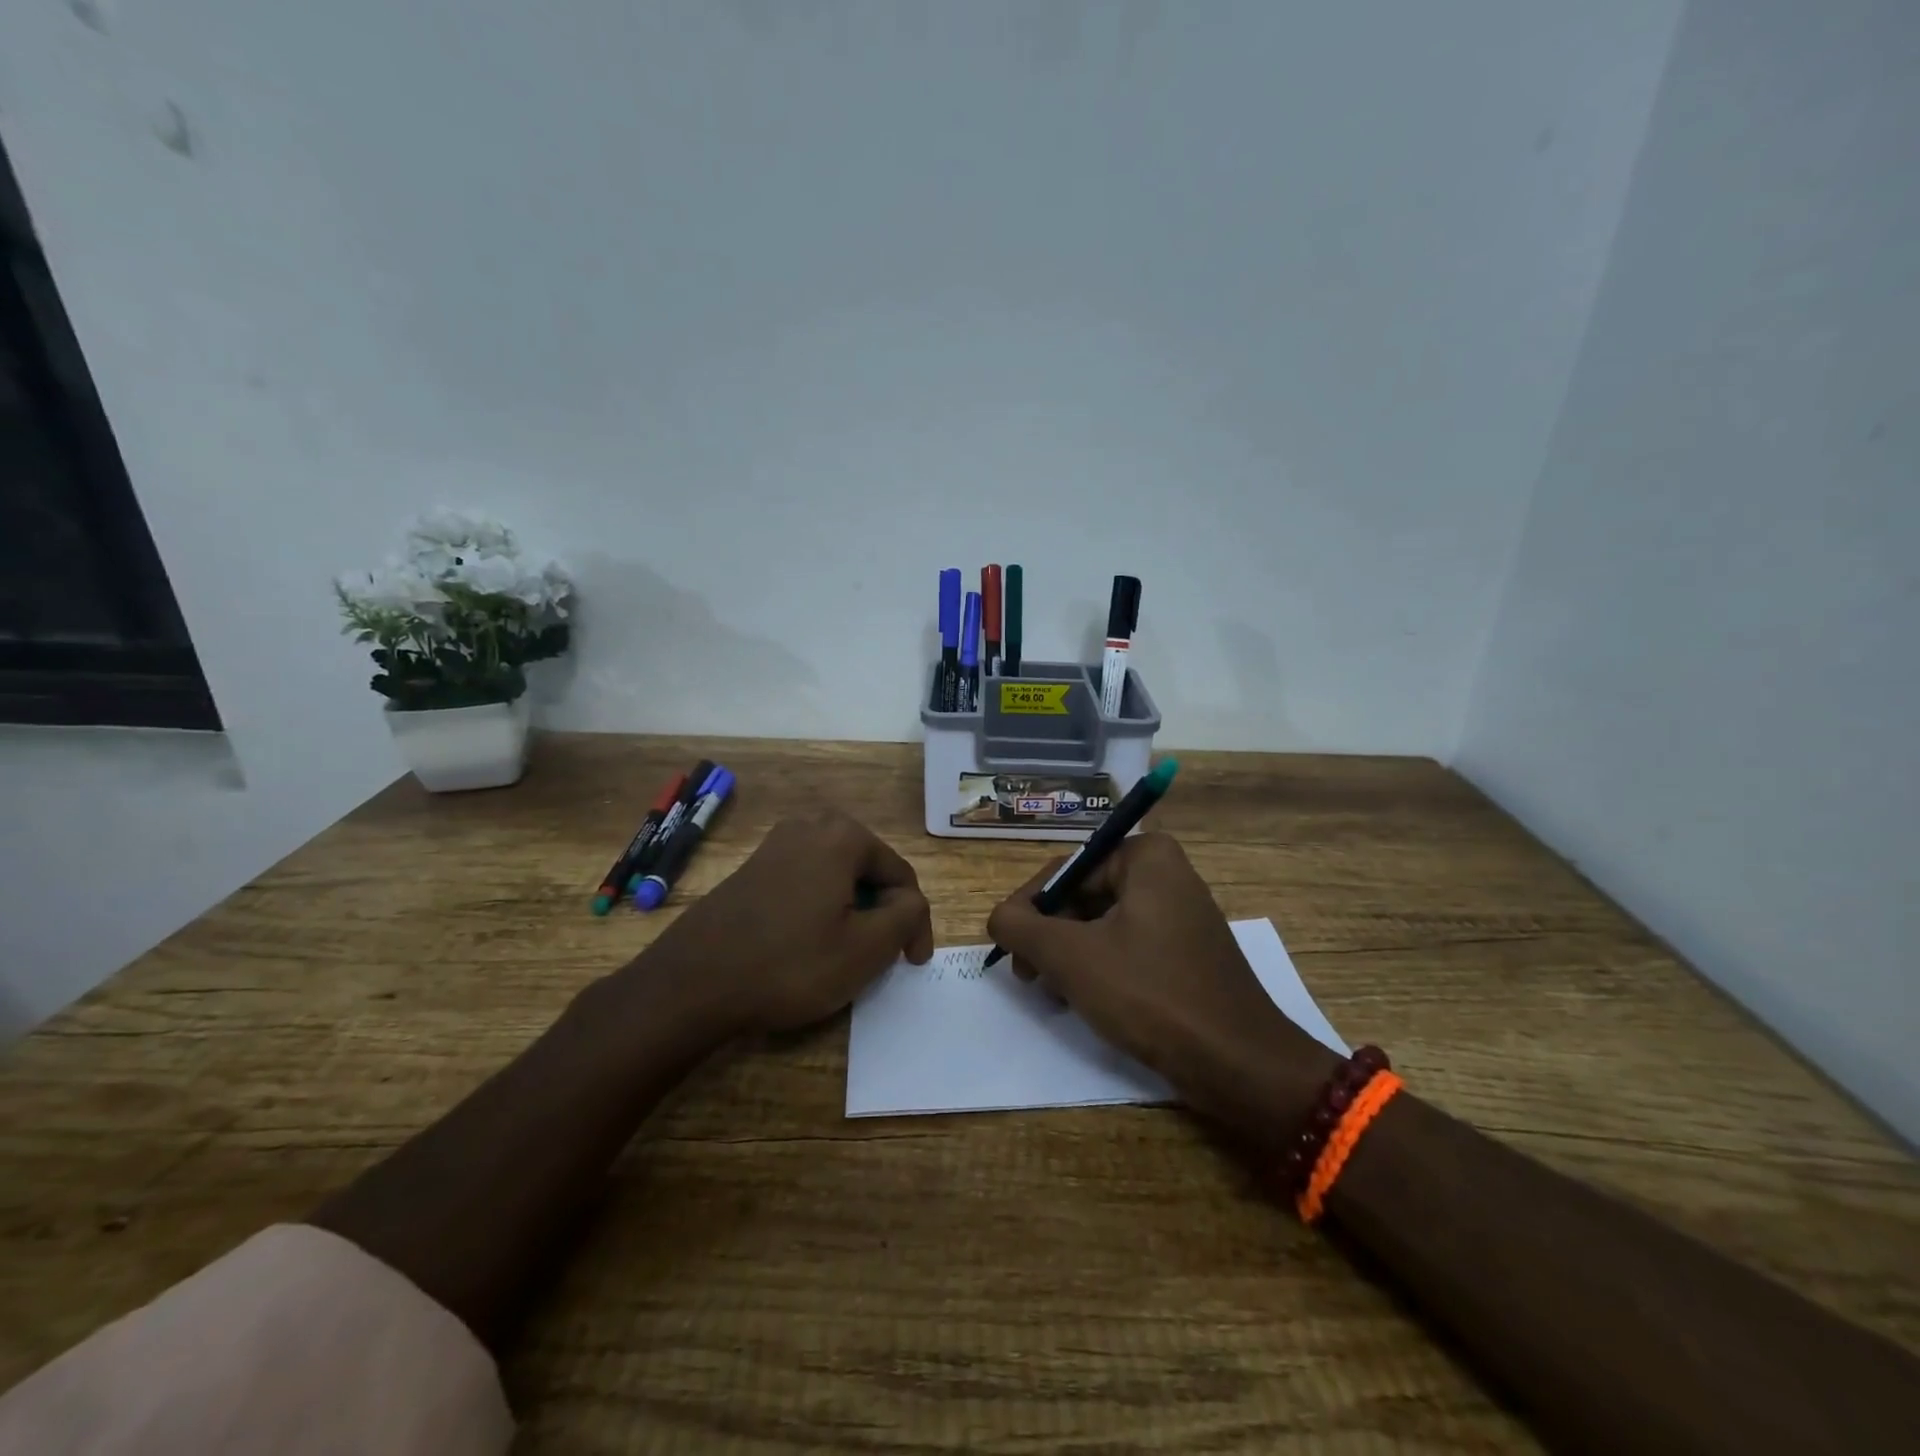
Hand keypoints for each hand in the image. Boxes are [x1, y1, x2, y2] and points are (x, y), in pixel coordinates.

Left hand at [642, 811, 933, 1035]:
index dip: (915, 922)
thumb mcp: (866, 948)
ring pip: (837, 878)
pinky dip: (820, 909)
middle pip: (869, 871)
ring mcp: (776, 844)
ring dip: (852, 912)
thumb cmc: (789, 965)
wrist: (691, 983)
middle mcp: (810, 825)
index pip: (901, 876)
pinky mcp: (752, 867)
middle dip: (882, 912)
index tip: (913, 964)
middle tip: (883, 957)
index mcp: (843, 835)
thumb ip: (907, 915)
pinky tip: (808, 945)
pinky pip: (805, 882)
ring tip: (849, 954)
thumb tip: (909, 901)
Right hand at [986, 833, 1339, 1141]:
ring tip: (1053, 993)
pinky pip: (1127, 945)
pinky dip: (1099, 967)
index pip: (1066, 869)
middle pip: (1083, 895)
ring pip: (1101, 924)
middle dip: (1050, 936)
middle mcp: (1166, 873)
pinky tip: (1082, 1000)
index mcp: (1147, 856)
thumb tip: (998, 916)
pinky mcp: (1185, 951)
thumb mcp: (1071, 957)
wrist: (1239, 1064)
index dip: (1029, 907)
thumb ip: (1020, 926)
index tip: (1007, 947)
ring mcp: (1179, 913)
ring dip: (1069, 955)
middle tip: (1026, 975)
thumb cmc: (1151, 995)